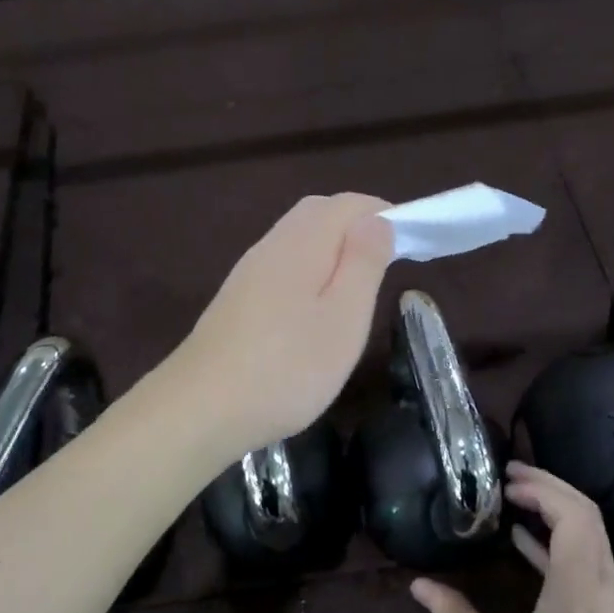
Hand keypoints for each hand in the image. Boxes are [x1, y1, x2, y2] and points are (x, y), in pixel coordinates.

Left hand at [173, 193, 393, 458]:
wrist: (201, 408)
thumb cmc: (287, 367)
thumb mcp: (344, 318)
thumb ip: (363, 263)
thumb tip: (376, 219)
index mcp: (302, 243)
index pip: (348, 204)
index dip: (384, 214)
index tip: (412, 245)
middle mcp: (271, 245)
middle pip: (318, 213)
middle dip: (356, 226)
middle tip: (386, 263)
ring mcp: (247, 272)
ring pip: (297, 239)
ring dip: (331, 249)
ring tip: (355, 288)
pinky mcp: (236, 299)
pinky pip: (280, 264)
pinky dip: (308, 270)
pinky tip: (313, 309)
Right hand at [412, 463, 613, 612]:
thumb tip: (419, 585)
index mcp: (578, 591)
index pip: (574, 514)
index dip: (543, 486)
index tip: (504, 477)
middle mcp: (603, 591)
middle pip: (589, 518)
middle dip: (551, 489)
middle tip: (507, 478)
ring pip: (593, 543)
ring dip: (558, 516)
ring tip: (513, 504)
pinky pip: (590, 570)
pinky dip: (561, 549)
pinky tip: (527, 551)